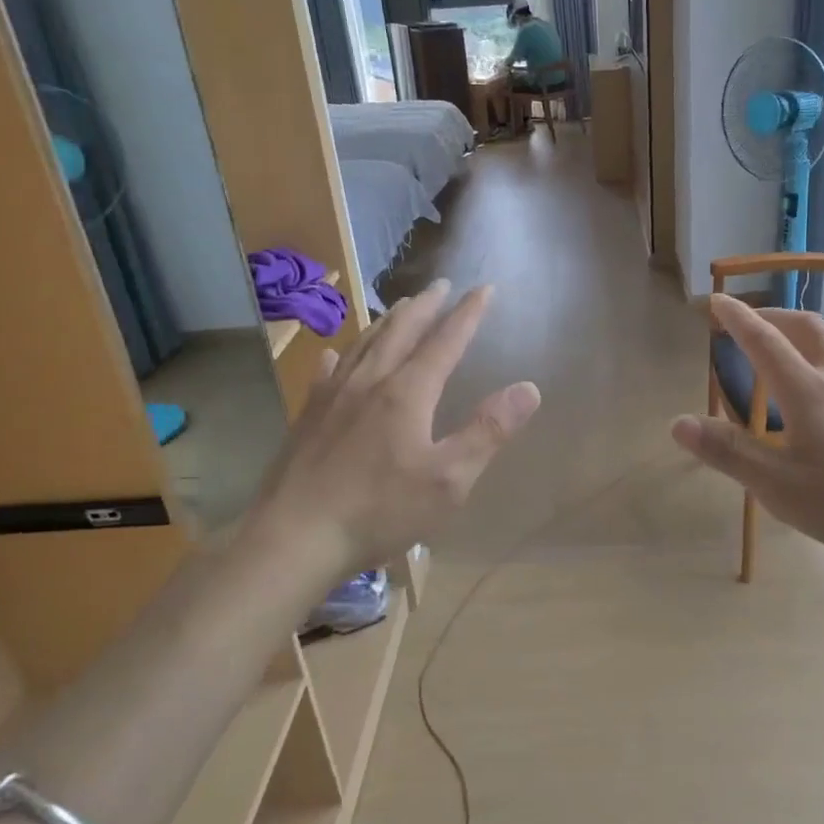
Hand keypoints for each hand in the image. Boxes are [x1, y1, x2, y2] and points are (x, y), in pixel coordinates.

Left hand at [244, 281, 539, 582]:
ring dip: (387, 321)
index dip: (467, 314)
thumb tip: (529, 387)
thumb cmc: (379, 510)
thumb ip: (489, 430)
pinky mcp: (308, 417)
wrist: (294, 538)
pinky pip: (328, 372)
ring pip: (364, 344)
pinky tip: (337, 354)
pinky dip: (342, 355)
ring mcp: (333, 397)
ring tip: (399, 308)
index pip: (445, 342)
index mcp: (407, 393)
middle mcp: (370, 382)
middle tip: (440, 285)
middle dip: (426, 306)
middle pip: (401, 332)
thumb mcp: (449, 479)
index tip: (484, 288)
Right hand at [671, 295, 823, 580]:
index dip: (737, 317)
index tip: (718, 299)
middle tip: (750, 322)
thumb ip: (730, 453)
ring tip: (787, 361)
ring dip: (803, 341)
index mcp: (808, 391)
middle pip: (805, 327)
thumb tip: (677, 422)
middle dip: (771, 316)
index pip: (763, 339)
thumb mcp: (781, 488)